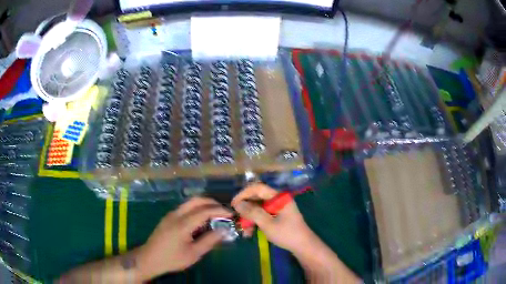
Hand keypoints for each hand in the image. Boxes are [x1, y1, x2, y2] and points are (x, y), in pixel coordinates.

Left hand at [137, 197, 231, 279]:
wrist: (149, 259)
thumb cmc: (172, 259)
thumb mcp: (193, 254)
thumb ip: (209, 241)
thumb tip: (223, 230)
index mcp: (182, 224)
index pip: (204, 211)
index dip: (219, 210)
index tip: (231, 214)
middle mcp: (176, 214)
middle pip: (196, 200)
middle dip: (212, 202)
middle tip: (224, 211)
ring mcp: (170, 214)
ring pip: (189, 202)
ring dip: (204, 205)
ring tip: (215, 215)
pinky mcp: (168, 217)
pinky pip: (185, 208)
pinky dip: (196, 209)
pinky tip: (201, 220)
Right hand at [231, 183, 316, 253]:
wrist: (303, 246)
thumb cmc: (287, 234)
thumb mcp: (268, 224)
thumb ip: (252, 212)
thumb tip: (238, 204)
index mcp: (279, 197)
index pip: (258, 188)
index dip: (244, 194)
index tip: (233, 204)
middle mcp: (278, 199)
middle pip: (257, 198)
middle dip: (245, 208)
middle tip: (237, 219)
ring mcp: (277, 207)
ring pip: (258, 207)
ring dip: (249, 217)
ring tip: (244, 230)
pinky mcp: (277, 215)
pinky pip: (262, 214)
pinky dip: (255, 221)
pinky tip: (250, 232)